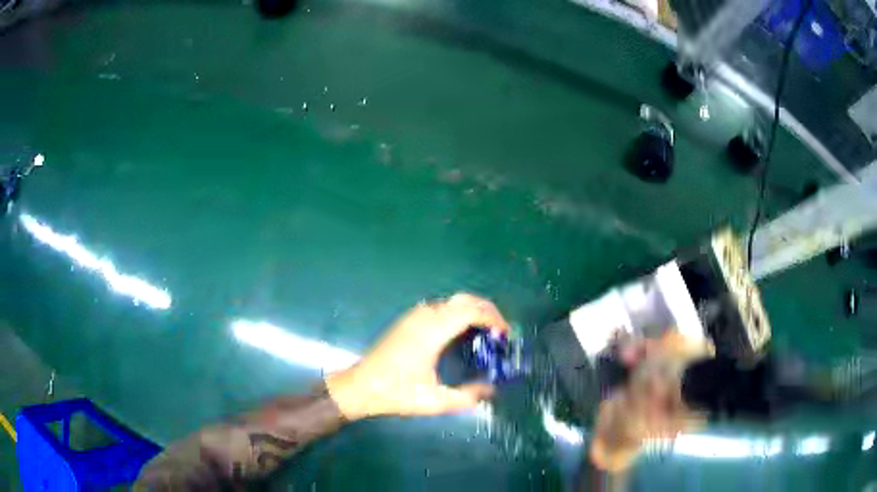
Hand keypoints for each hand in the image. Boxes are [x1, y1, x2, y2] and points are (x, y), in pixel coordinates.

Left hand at [325, 293, 509, 419]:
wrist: (360, 386)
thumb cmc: (396, 393)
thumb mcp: (434, 402)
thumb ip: (466, 397)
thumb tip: (491, 390)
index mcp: (431, 332)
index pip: (469, 311)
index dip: (492, 318)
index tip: (504, 335)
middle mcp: (423, 317)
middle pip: (463, 300)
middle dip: (486, 310)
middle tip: (500, 331)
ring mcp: (413, 316)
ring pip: (451, 301)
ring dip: (472, 310)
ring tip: (485, 332)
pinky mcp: (408, 320)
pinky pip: (440, 307)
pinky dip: (458, 312)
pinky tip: (461, 333)